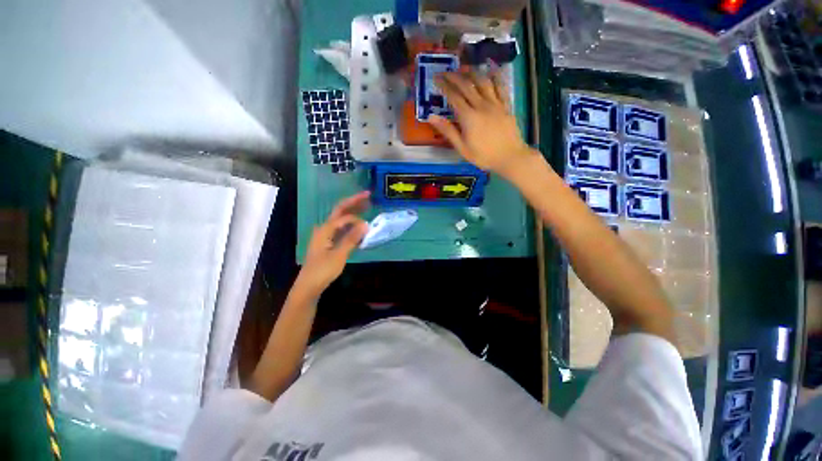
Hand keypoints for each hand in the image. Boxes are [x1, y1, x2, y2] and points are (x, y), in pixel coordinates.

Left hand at [297, 191, 369, 295]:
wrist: (309, 286)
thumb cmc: (322, 271)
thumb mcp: (339, 255)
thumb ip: (352, 238)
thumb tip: (365, 224)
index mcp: (325, 229)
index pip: (344, 217)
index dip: (357, 218)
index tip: (369, 225)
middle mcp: (324, 229)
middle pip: (340, 211)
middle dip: (354, 203)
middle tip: (368, 196)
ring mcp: (326, 235)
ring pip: (341, 220)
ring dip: (353, 213)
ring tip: (366, 207)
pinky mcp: (329, 242)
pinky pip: (342, 230)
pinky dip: (351, 226)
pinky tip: (359, 227)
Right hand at [429, 70, 532, 177]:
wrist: (510, 157)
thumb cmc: (483, 156)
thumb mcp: (462, 147)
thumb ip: (448, 131)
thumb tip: (432, 117)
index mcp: (468, 117)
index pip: (454, 96)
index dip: (444, 86)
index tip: (436, 78)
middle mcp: (481, 105)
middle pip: (466, 85)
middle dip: (454, 76)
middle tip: (446, 71)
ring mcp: (495, 103)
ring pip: (483, 82)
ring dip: (472, 73)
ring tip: (464, 68)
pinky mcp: (506, 105)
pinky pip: (501, 86)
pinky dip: (495, 76)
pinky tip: (492, 70)